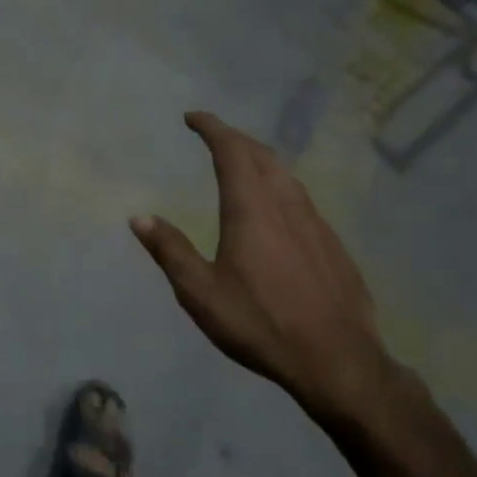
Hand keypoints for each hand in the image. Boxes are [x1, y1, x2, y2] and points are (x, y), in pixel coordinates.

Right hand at [131, 111, 401, 431]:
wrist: (337, 360)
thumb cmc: (260, 323)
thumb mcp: (201, 292)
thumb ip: (171, 251)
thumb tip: (140, 217)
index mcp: (251, 210)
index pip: (232, 152)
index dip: (212, 128)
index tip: (193, 117)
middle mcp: (287, 206)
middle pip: (262, 156)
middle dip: (236, 138)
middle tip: (213, 135)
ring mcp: (316, 224)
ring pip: (287, 176)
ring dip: (260, 159)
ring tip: (242, 163)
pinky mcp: (333, 245)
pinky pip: (302, 199)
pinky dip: (280, 186)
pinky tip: (276, 208)